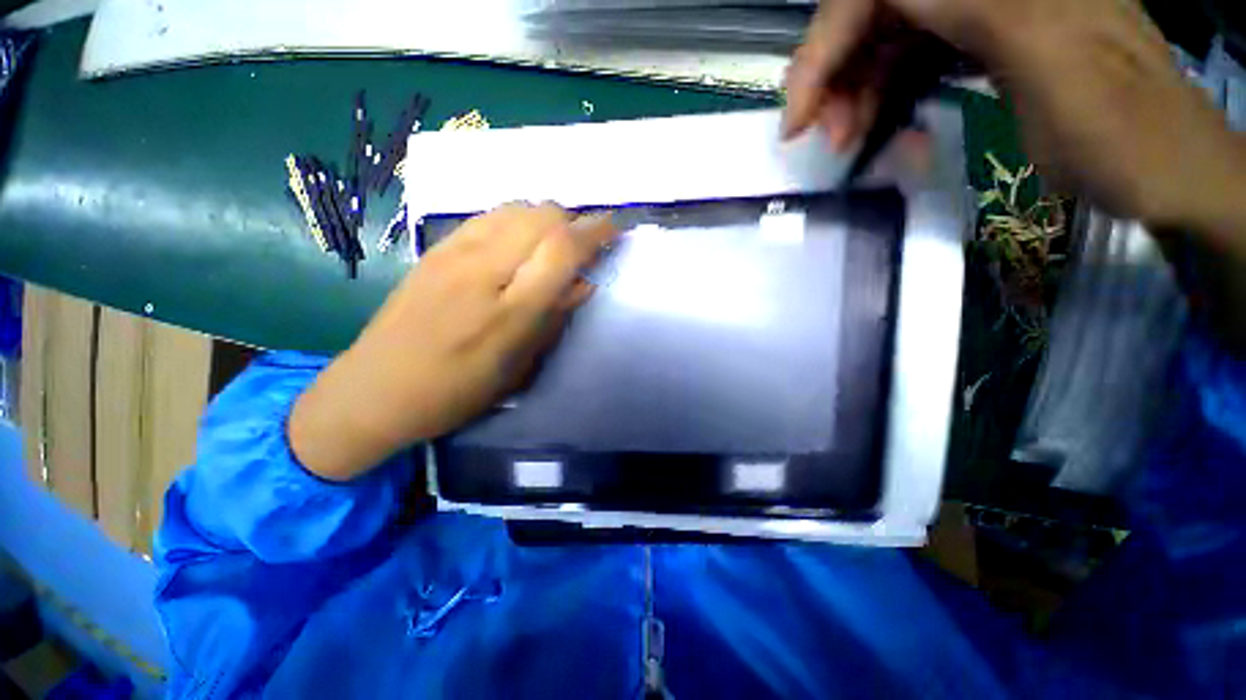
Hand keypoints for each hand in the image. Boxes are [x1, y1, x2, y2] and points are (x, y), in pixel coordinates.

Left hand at [290, 203, 617, 480]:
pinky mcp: (435, 249)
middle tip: (584, 242)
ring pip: (516, 208)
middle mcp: (483, 270)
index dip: (595, 231)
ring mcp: (454, 253)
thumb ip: (554, 318)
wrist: (375, 389)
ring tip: (553, 241)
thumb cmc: (458, 391)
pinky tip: (519, 240)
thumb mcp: (519, 367)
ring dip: (546, 217)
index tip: (614, 227)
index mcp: (510, 310)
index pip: (562, 250)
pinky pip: (488, 216)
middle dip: (573, 220)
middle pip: (542, 216)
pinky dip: (516, 219)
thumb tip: (584, 283)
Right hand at [783, 0, 1245, 248]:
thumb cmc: (1121, 127)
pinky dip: (886, 98)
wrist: (1165, 170)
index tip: (798, 115)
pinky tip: (884, 132)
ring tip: (848, 144)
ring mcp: (985, 10)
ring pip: (887, 39)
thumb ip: (970, 2)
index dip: (827, 42)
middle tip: (825, 138)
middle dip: (836, 76)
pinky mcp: (984, 42)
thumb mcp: (1047, 52)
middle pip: (876, 10)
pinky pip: (911, 60)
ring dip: (856, 93)